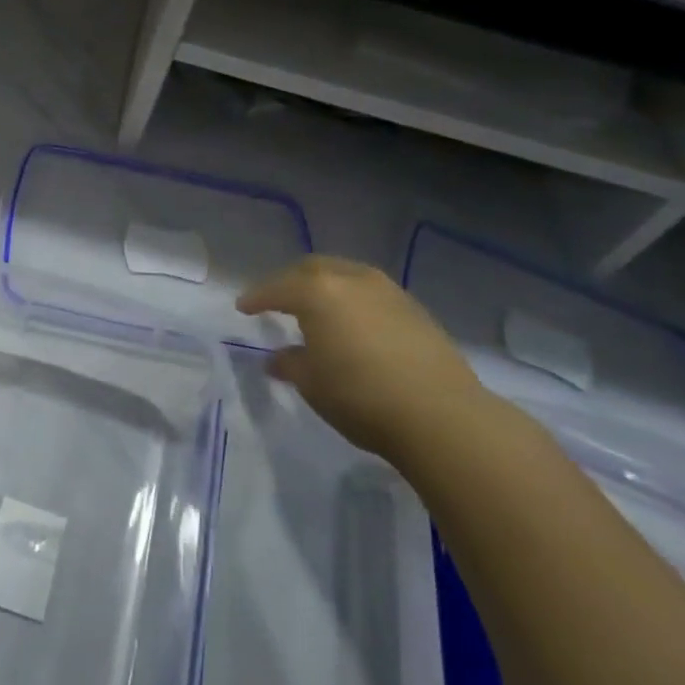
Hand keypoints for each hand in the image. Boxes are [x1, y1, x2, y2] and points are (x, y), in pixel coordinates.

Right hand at [237, 256, 487, 457]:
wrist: (441, 415)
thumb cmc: (361, 396)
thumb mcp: (312, 384)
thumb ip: (290, 364)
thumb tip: (278, 359)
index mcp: (317, 292)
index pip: (276, 288)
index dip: (257, 297)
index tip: (243, 307)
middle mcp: (351, 280)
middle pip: (312, 268)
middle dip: (290, 281)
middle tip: (277, 300)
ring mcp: (387, 290)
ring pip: (345, 275)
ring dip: (325, 286)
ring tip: (317, 308)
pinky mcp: (414, 308)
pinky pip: (370, 292)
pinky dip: (352, 299)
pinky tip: (353, 323)